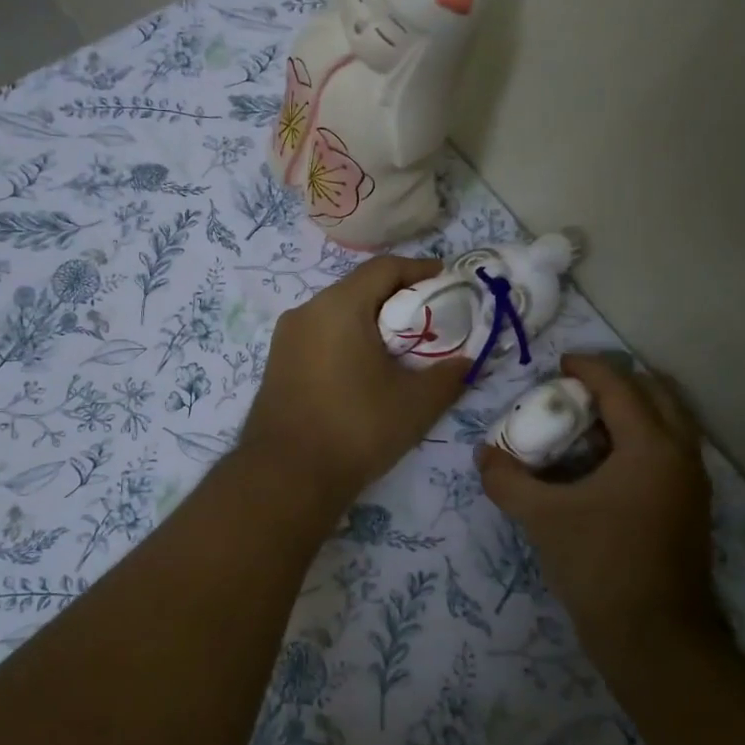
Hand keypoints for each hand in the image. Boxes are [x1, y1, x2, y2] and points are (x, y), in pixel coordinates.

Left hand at [239, 256, 468, 505]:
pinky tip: (366, 369)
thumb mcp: (415, 404)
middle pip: (359, 288)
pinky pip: (320, 336)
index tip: (448, 280)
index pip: (384, 268)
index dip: (420, 269)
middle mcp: (306, 311)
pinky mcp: (277, 364)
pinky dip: (347, 340)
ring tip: (401, 346)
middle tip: (430, 318)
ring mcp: (286, 338)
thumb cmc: (356, 428)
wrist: (286, 476)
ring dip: (371, 321)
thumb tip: (466, 362)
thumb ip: (448, 375)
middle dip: (397, 298)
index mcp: (339, 306)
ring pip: (337, 313)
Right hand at [476, 353, 720, 667]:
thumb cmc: (600, 565)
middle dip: (619, 383)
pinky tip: (604, 464)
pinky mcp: (690, 510)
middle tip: (578, 389)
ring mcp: (692, 485)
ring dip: (634, 411)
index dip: (588, 367)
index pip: (620, 387)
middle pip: (658, 395)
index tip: (559, 362)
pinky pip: (669, 453)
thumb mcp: (543, 518)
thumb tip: (484, 455)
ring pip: (670, 424)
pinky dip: (641, 441)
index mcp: (651, 447)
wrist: (655, 639)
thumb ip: (508, 480)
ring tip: (589, 422)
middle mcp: (681, 456)